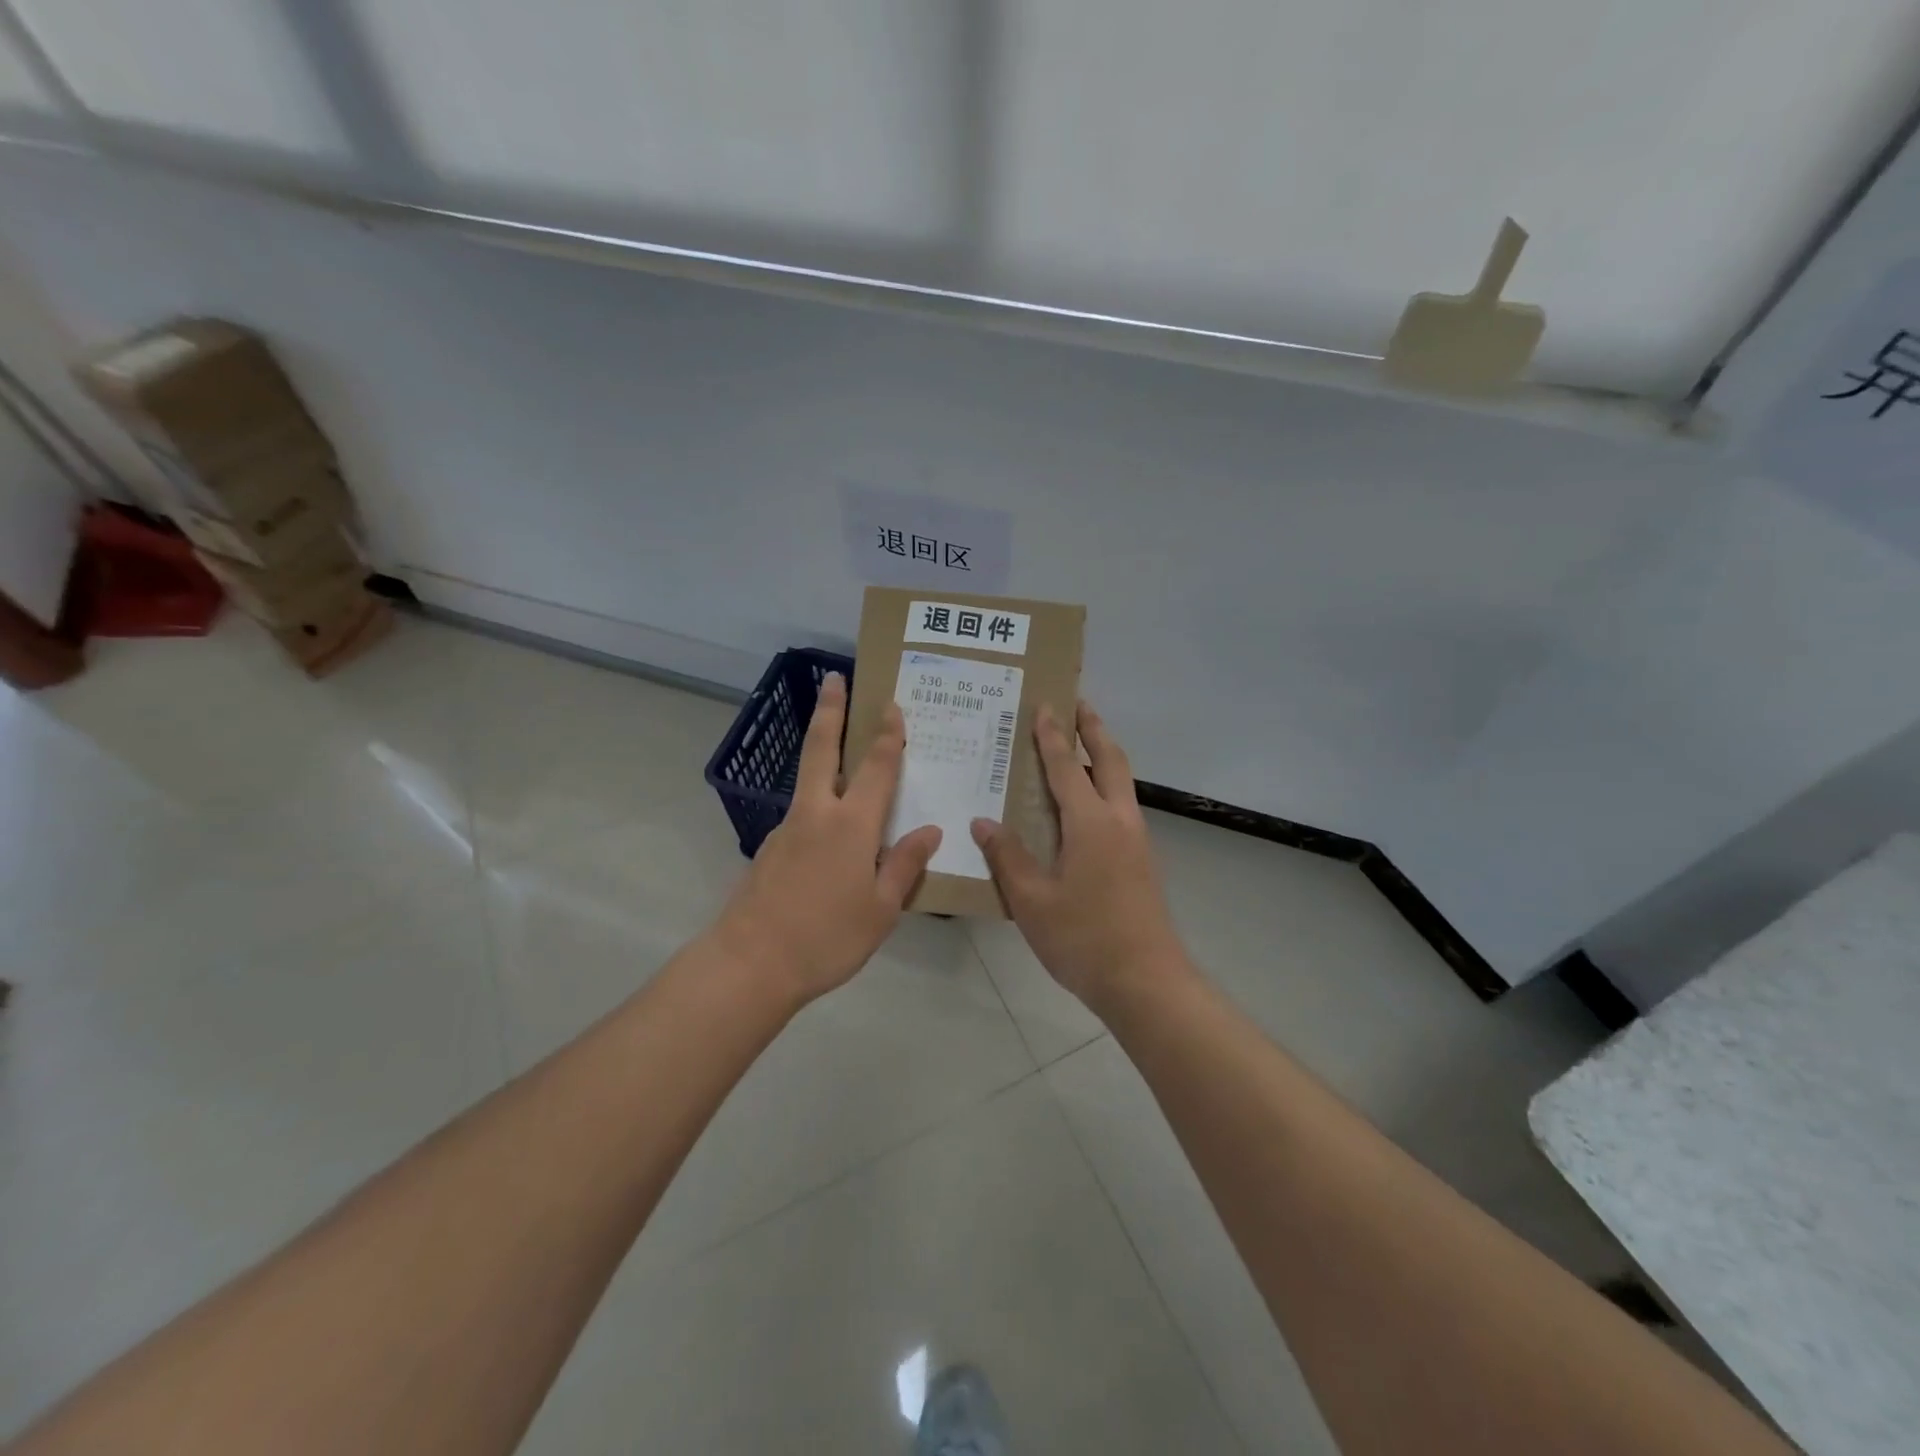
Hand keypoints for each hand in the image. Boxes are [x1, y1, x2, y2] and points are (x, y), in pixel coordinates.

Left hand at [716, 672, 941, 1006]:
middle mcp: (817, 814)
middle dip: (830, 711)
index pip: (876, 768)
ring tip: (844, 750)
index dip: (887, 736)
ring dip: (823, 752)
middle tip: (833, 678)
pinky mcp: (770, 849)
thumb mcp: (881, 909)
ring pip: (809, 779)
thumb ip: (904, 865)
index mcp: (851, 825)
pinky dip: (820, 803)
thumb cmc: (827, 938)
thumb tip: (929, 830)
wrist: (751, 964)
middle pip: (822, 749)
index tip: (891, 705)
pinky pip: (803, 814)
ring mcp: (788, 829)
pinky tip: (832, 831)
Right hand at [971, 702, 1188, 1015]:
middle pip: (1109, 760)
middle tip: (1077, 703)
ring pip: (1121, 782)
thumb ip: (1008, 857)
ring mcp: (1137, 841)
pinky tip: (1086, 806)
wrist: (1146, 982)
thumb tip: (983, 822)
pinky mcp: (1143, 861)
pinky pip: (1122, 807)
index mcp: (1091, 824)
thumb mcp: (1032, 901)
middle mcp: (1119, 821)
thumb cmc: (1084, 939)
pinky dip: (1105, 787)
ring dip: (1103, 756)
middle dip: (1093, 729)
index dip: (1052, 736)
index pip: (1066, 767)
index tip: (1044, 705)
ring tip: (1081, 745)